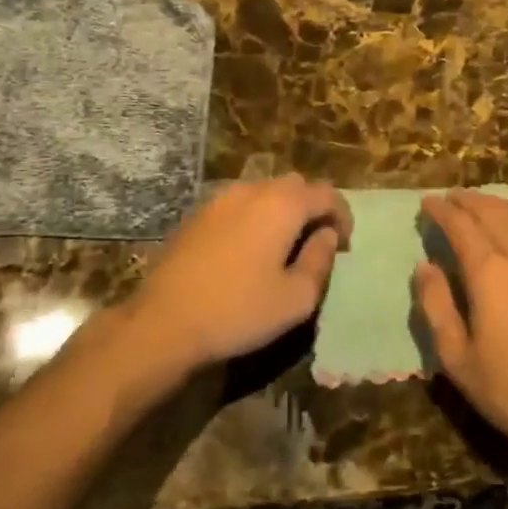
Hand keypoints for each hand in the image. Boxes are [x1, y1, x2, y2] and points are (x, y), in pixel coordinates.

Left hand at [134, 175, 351, 372]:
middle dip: (312, 208)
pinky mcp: (198, 214)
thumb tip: (326, 236)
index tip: (344, 244)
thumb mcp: (296, 298)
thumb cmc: (239, 311)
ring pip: (264, 191)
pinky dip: (254, 217)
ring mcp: (220, 199)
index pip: (326, 194)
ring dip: (282, 211)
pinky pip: (239, 204)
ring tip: (283, 246)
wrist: (163, 323)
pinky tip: (249, 250)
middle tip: (316, 242)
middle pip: (295, 185)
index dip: (342, 216)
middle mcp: (252, 190)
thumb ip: (320, 260)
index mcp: (282, 204)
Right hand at [416, 191, 507, 463]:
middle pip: (492, 214)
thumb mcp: (458, 358)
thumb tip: (424, 266)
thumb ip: (437, 306)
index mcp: (489, 273)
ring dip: (497, 204)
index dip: (442, 211)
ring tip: (480, 201)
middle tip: (450, 196)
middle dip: (468, 201)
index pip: (461, 227)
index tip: (427, 202)